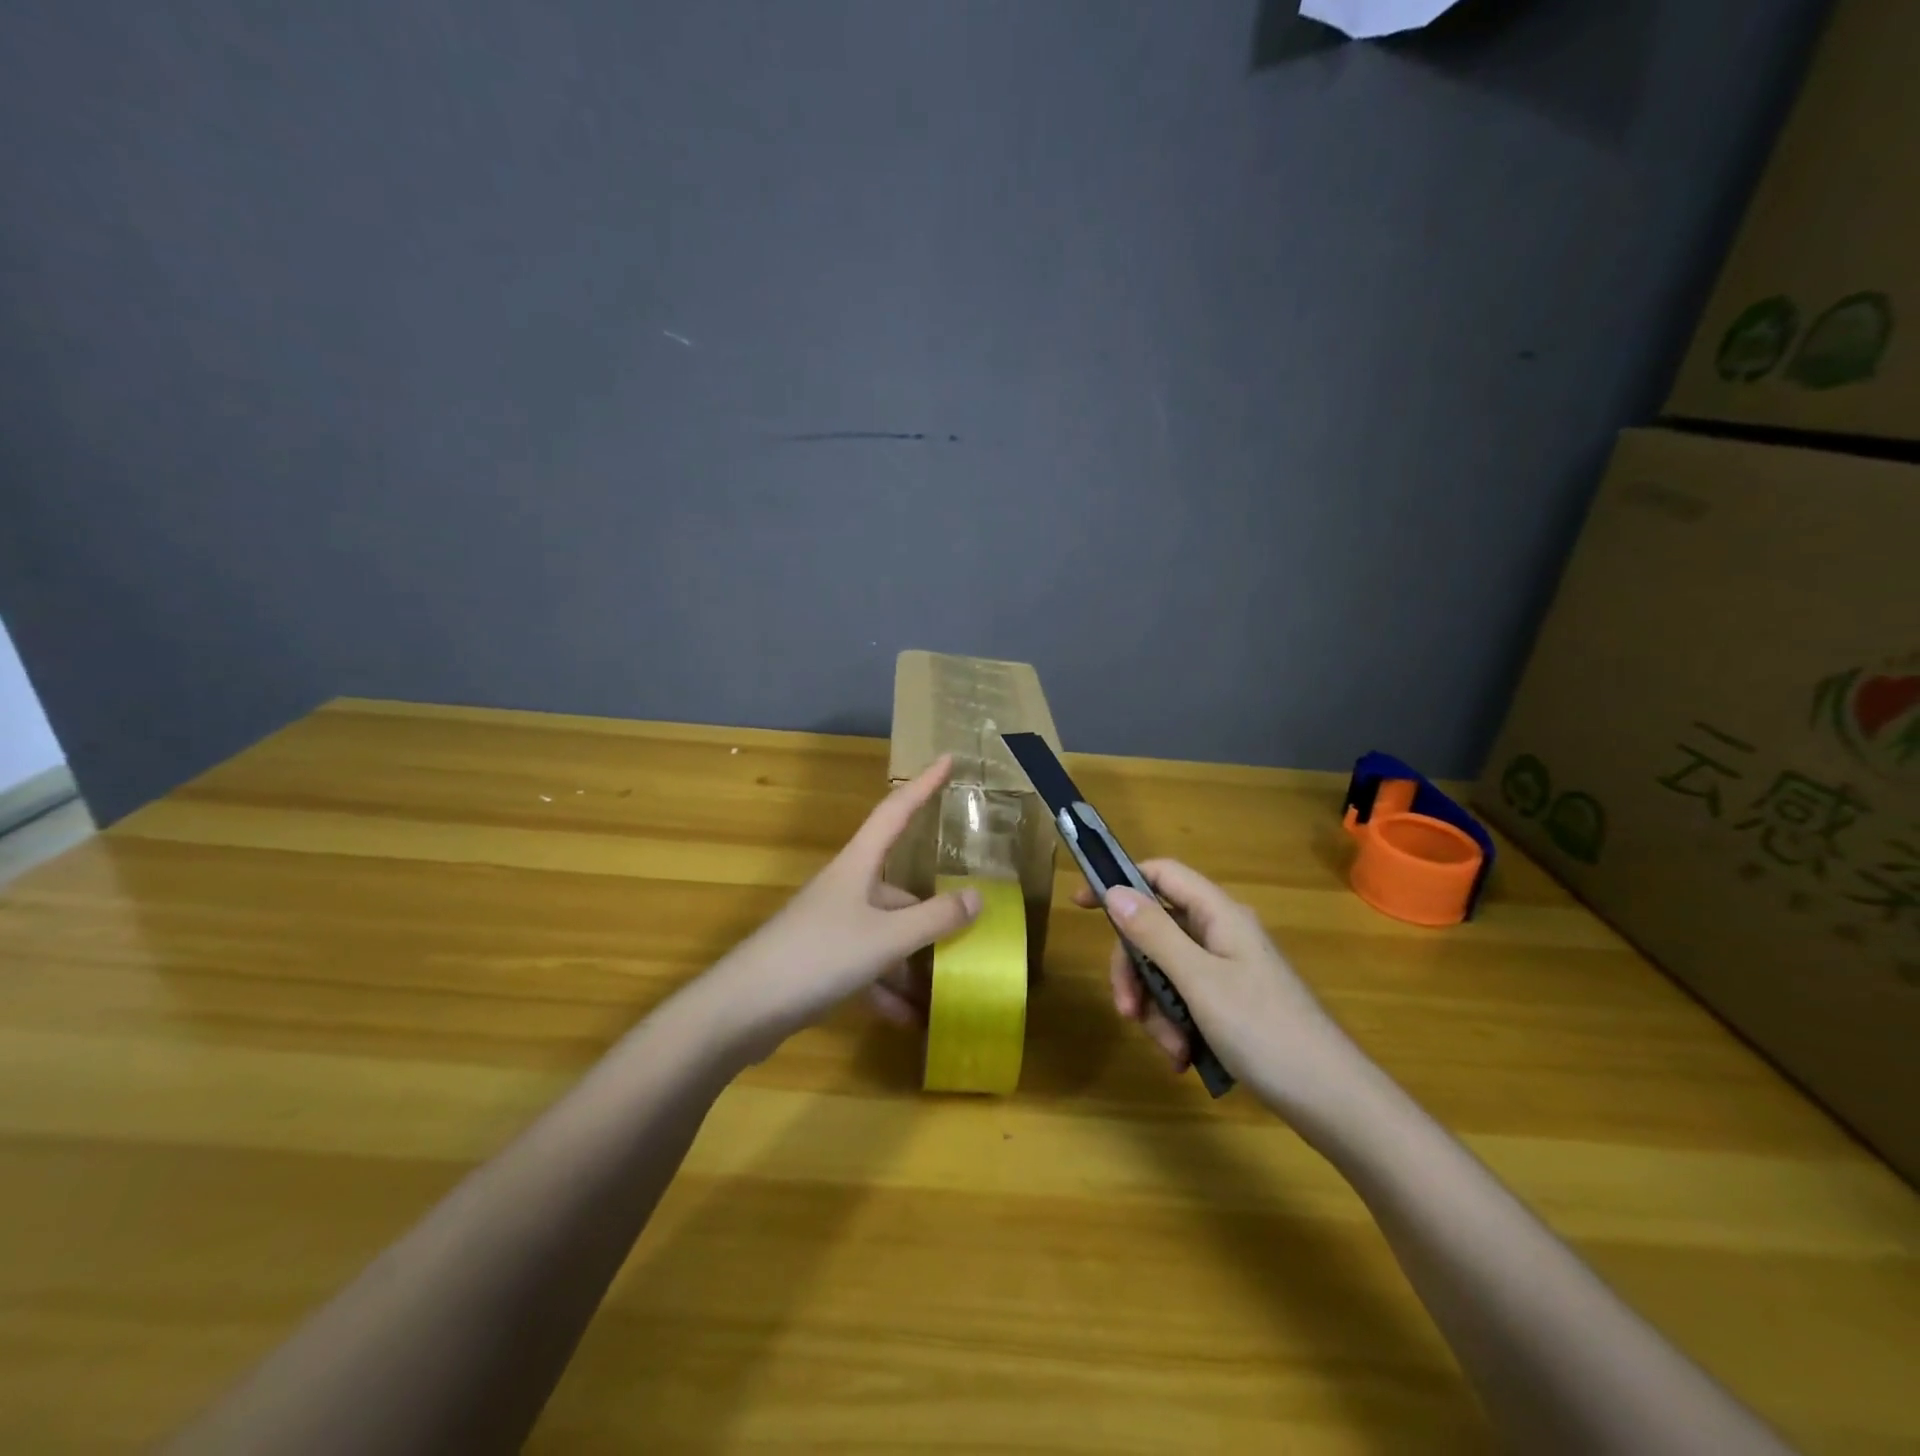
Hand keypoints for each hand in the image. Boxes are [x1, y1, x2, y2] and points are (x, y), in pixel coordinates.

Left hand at [708, 755, 981, 1055]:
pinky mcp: (820, 961)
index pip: (896, 810)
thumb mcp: (886, 938)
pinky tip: (910, 1021)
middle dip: (932, 914)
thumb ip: (934, 918)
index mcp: (858, 866)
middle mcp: (846, 888)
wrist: (742, 1010)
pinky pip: (867, 967)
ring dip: (913, 963)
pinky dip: (888, 990)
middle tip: (970, 931)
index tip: (948, 758)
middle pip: (900, 889)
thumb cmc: (818, 956)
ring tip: (946, 991)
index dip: (924, 784)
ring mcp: (831, 926)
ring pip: (886, 934)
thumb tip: (977, 897)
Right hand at [1075, 860, 1361, 1104]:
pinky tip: (1183, 1058)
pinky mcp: (1234, 1003)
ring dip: (1156, 1010)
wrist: (1334, 1101)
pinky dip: (1177, 1025)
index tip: (1082, 904)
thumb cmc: (1264, 1030)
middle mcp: (1222, 934)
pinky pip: (1187, 1000)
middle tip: (1126, 1012)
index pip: (1161, 875)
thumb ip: (1154, 934)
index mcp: (1219, 915)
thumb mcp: (1198, 981)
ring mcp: (1229, 969)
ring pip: (1168, 971)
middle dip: (1136, 972)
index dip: (1121, 882)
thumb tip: (1114, 891)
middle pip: (1156, 931)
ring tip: (1171, 1052)